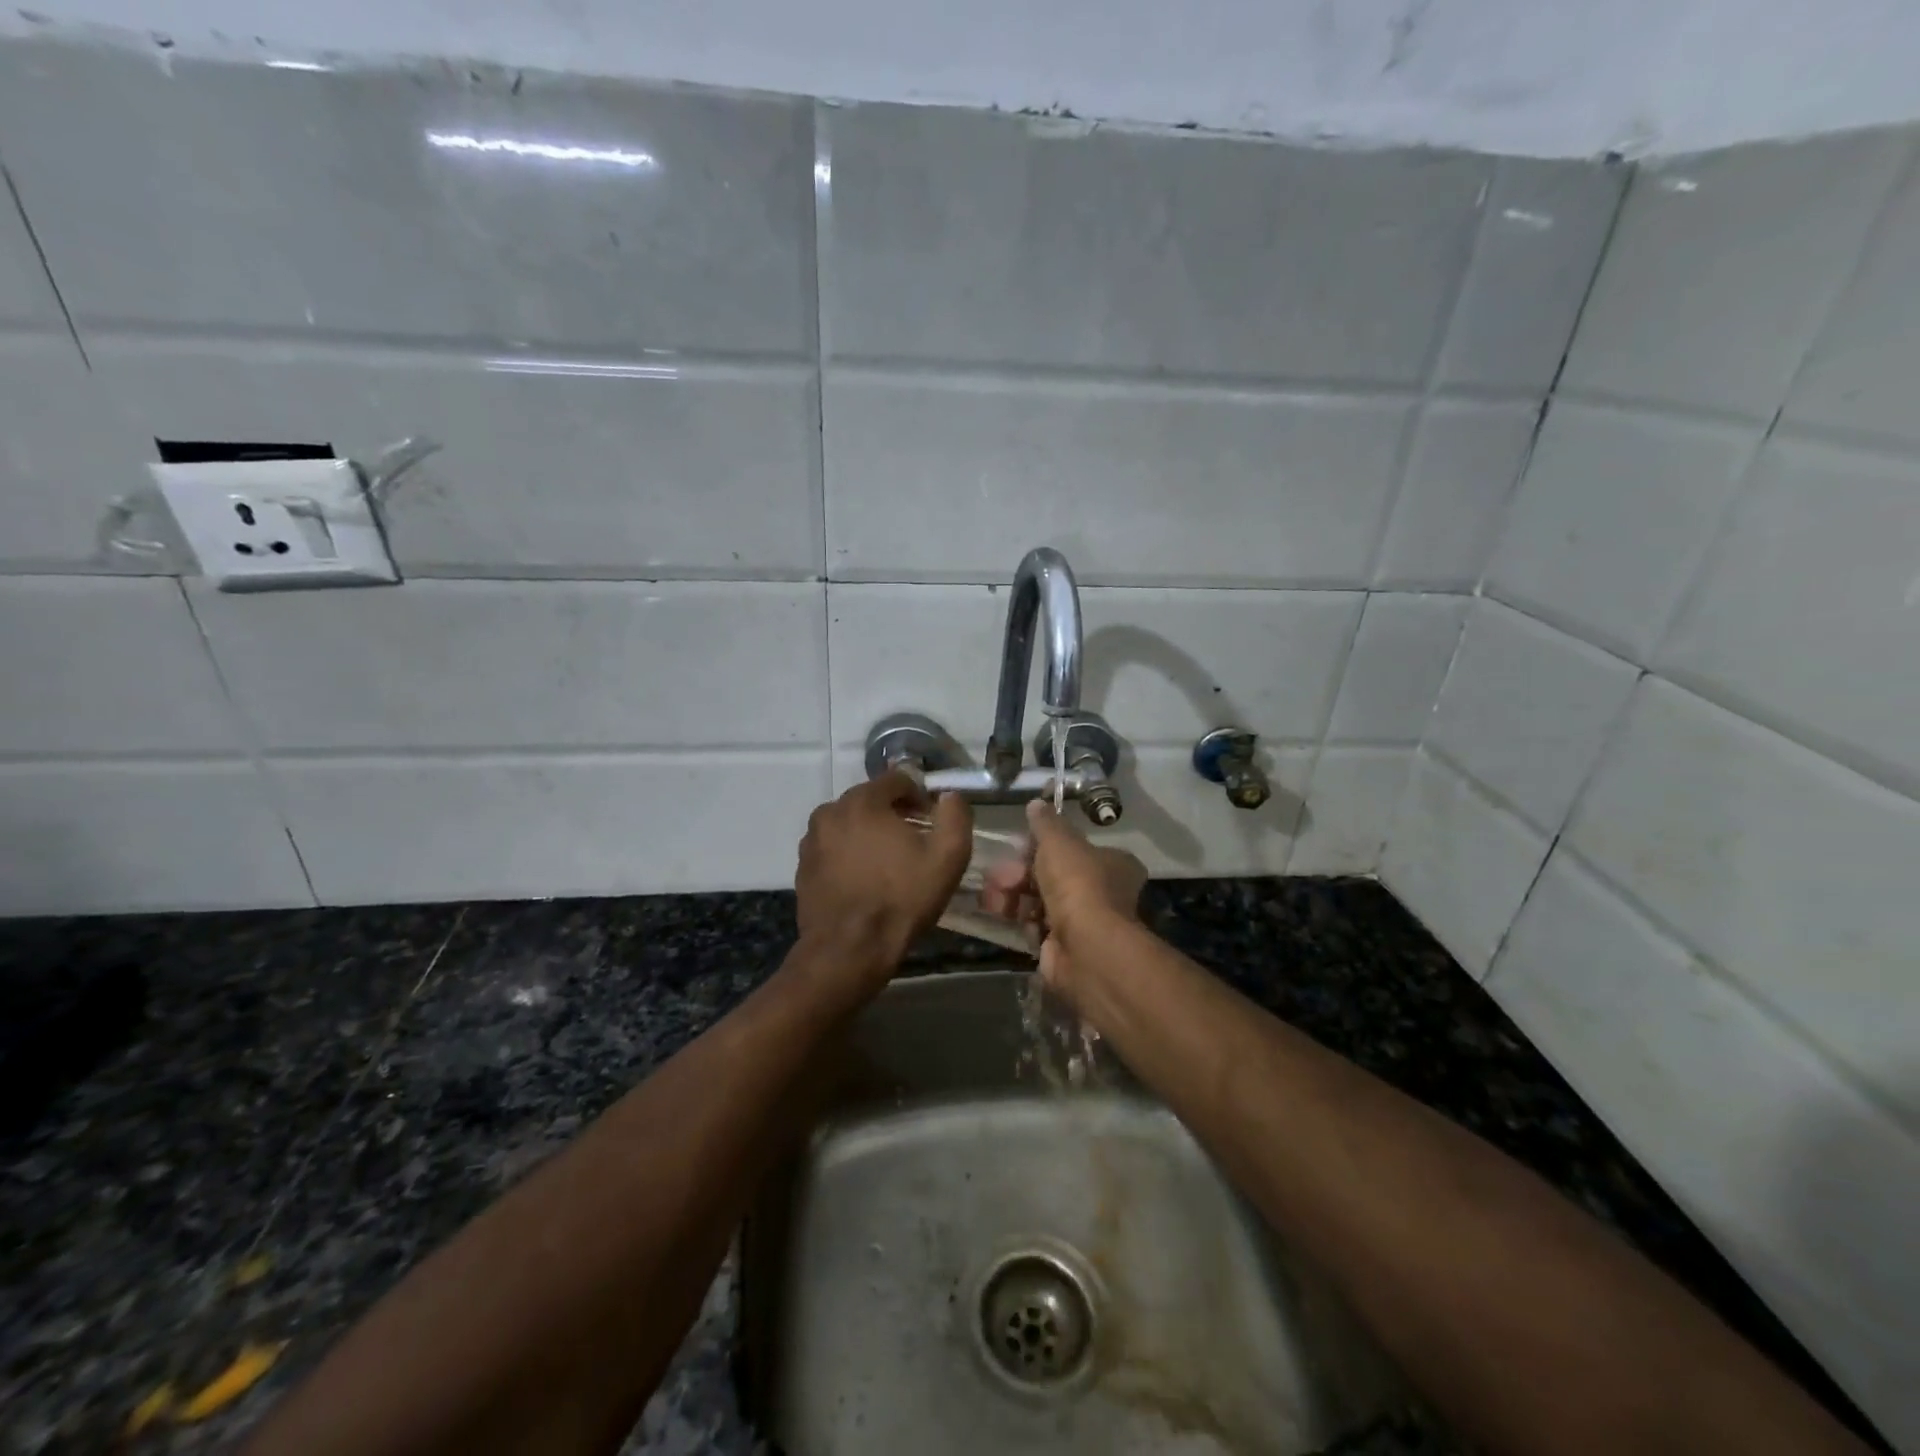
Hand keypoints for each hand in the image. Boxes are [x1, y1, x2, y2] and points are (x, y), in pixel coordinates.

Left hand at [794, 772, 973, 986]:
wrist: (849, 949)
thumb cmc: (901, 899)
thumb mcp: (947, 857)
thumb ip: (955, 816)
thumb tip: (949, 796)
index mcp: (863, 801)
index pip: (897, 779)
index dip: (919, 796)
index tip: (931, 821)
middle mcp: (830, 811)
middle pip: (870, 799)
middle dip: (893, 813)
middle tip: (913, 843)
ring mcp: (811, 840)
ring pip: (849, 823)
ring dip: (869, 833)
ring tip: (888, 864)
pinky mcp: (802, 866)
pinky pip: (832, 847)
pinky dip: (849, 854)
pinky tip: (864, 880)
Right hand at [981, 800, 1146, 999]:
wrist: (1085, 947)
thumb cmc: (1078, 883)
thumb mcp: (1059, 841)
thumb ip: (1046, 823)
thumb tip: (1036, 804)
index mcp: (1113, 863)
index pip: (1076, 849)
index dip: (1045, 846)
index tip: (1020, 846)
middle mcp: (1104, 892)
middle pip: (1053, 875)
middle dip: (1020, 873)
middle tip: (999, 875)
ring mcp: (1085, 922)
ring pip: (1041, 901)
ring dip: (1013, 896)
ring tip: (992, 897)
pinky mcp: (1064, 947)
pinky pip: (1036, 927)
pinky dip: (1019, 920)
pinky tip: (1002, 915)